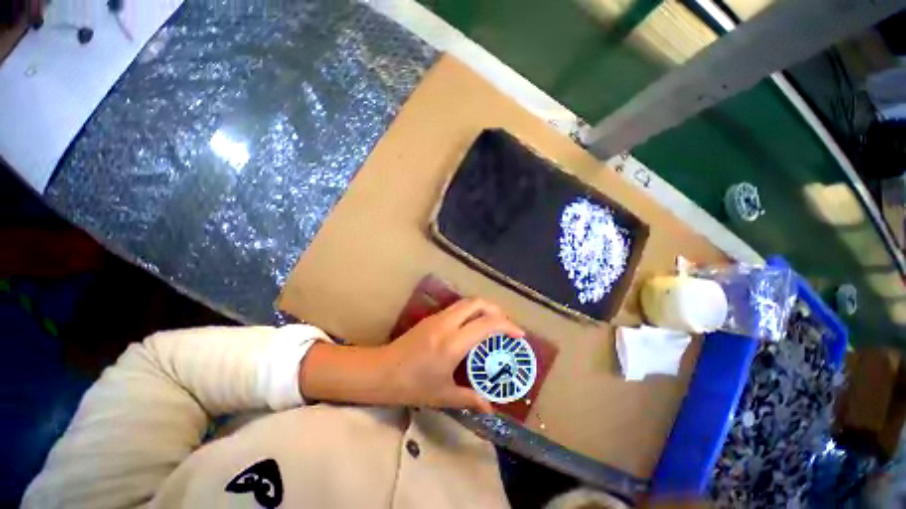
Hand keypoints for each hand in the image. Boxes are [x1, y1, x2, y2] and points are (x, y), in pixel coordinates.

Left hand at [379, 298, 523, 412]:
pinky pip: (457, 307)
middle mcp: (447, 324)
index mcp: (453, 343)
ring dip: (483, 308)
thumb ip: (469, 398)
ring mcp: (438, 317)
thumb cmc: (412, 386)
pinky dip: (470, 311)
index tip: (519, 335)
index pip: (486, 324)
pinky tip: (471, 327)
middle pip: (477, 303)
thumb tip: (489, 408)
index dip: (507, 326)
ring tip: (492, 324)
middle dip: (496, 310)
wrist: (381, 371)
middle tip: (506, 325)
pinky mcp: (431, 317)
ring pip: (466, 302)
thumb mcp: (442, 395)